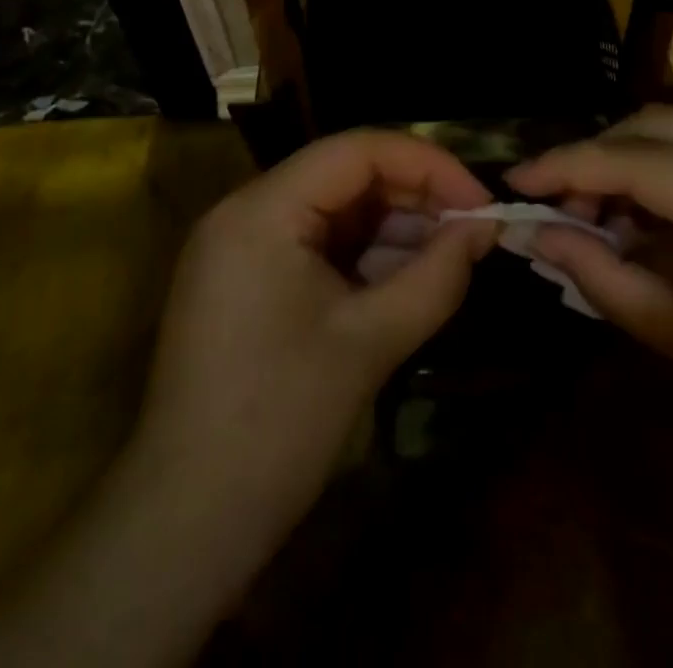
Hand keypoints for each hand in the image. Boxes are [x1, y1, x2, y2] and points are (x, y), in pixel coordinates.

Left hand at [131, 130, 497, 531]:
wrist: (189, 522)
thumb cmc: (278, 423)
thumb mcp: (369, 342)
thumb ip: (436, 276)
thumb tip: (484, 229)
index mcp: (262, 209)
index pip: (356, 150)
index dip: (427, 164)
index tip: (479, 201)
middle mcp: (246, 210)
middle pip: (345, 175)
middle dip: (413, 197)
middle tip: (473, 230)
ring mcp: (242, 246)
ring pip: (334, 210)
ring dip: (393, 227)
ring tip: (450, 256)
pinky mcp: (247, 279)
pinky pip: (317, 244)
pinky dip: (364, 255)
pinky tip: (407, 277)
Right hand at [508, 106, 672, 488]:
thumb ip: (605, 278)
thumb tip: (539, 235)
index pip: (638, 159)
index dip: (568, 165)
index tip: (516, 181)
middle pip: (662, 122)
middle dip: (600, 151)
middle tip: (560, 201)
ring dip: (635, 157)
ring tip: (601, 213)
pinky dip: (671, 172)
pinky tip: (652, 218)